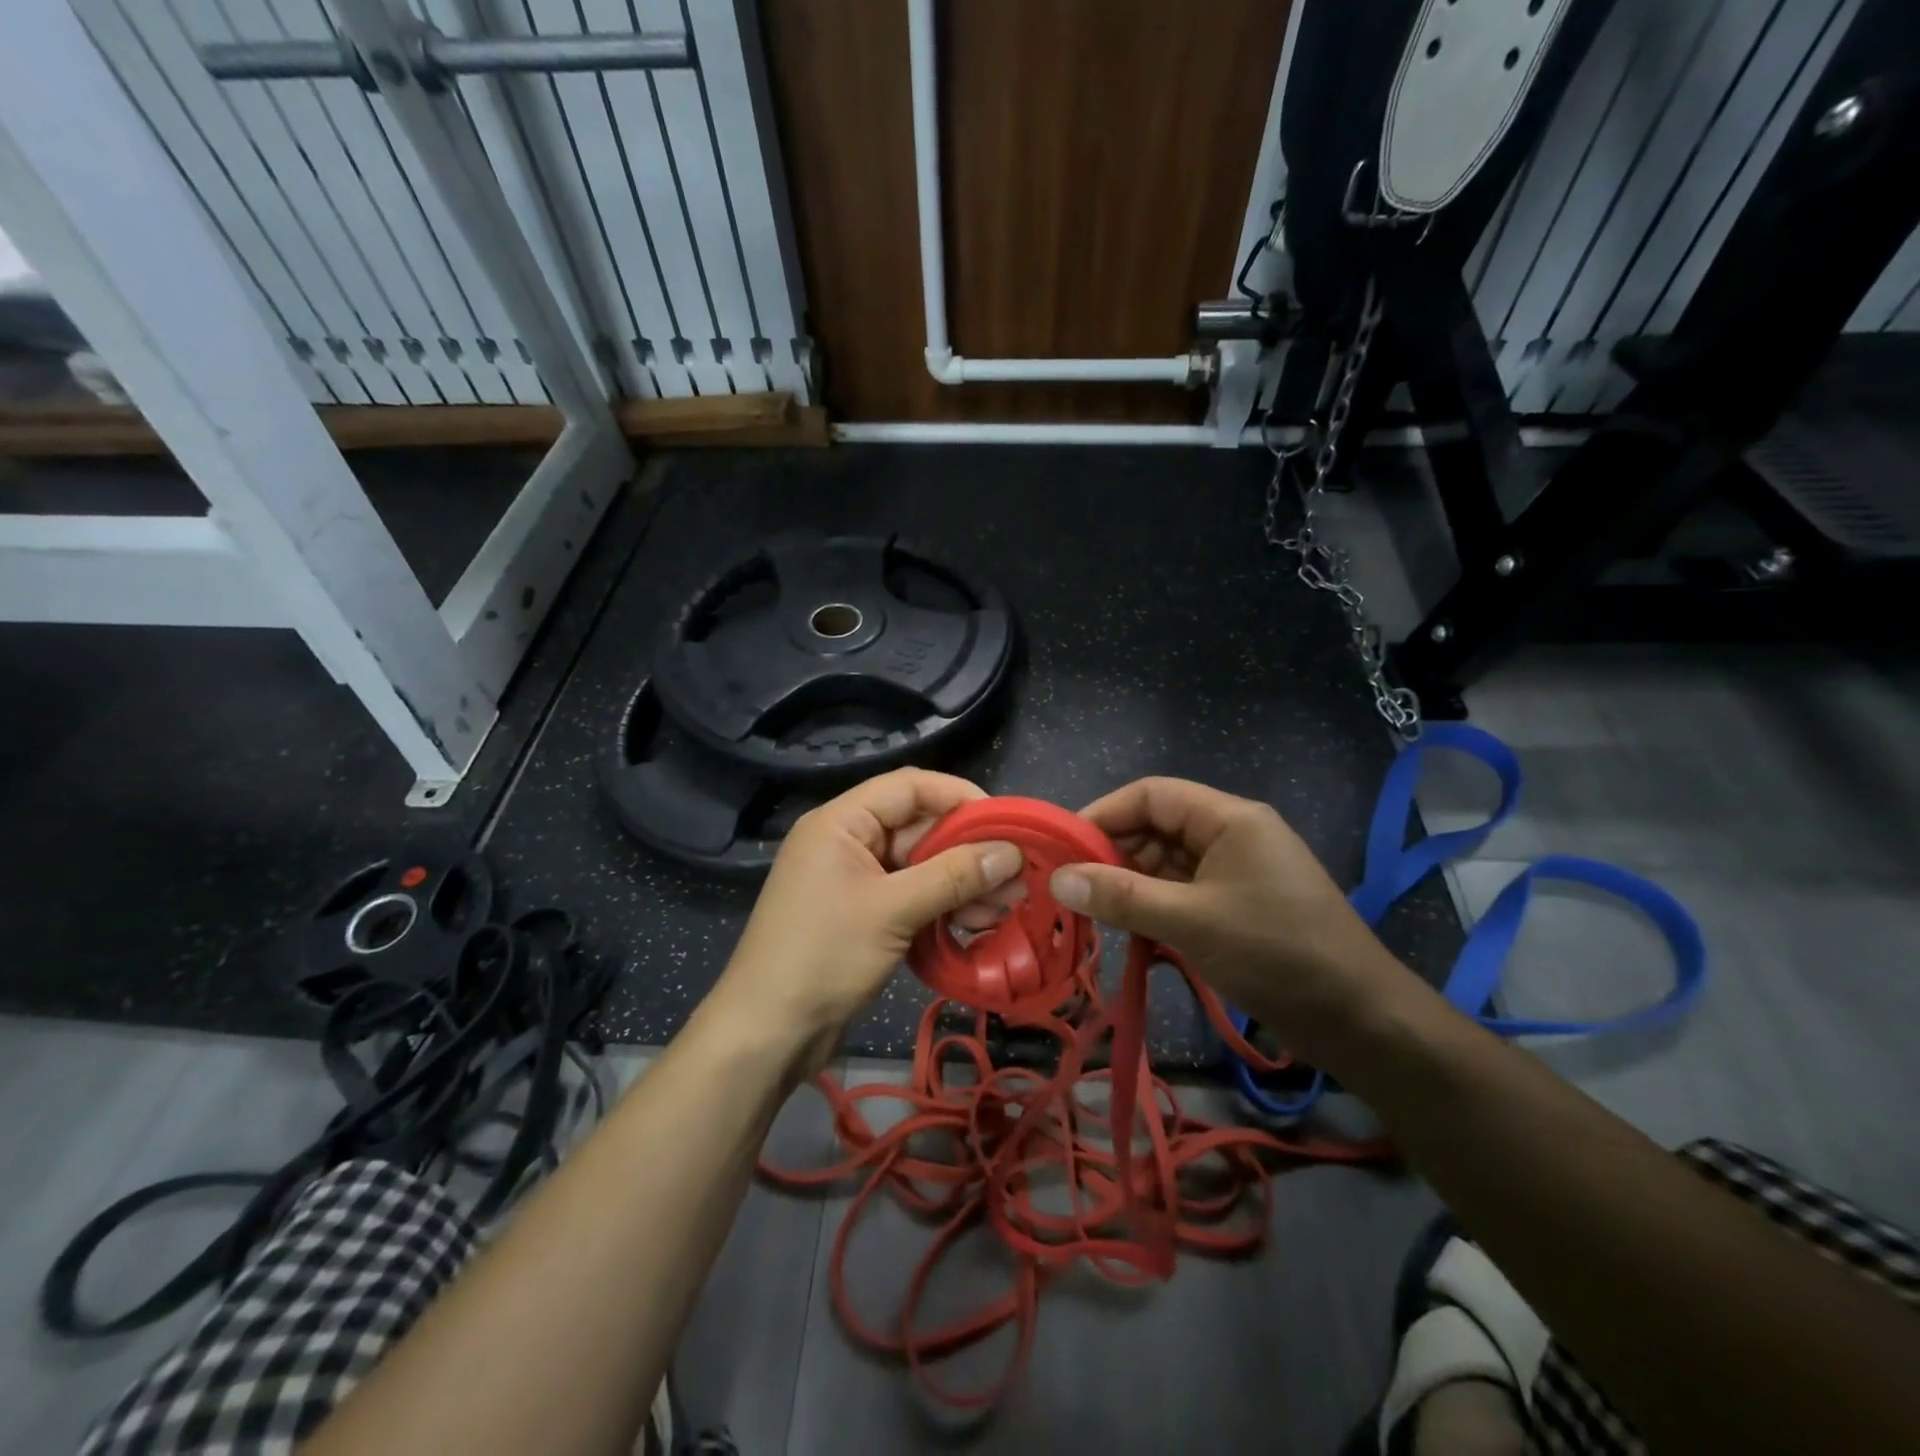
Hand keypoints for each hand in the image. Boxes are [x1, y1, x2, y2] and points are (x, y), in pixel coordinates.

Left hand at [711, 769, 1022, 1075]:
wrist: (768, 1034)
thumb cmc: (823, 957)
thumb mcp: (893, 911)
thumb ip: (953, 876)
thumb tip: (1012, 852)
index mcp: (842, 822)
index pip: (910, 788)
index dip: (960, 798)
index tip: (1006, 822)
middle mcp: (849, 842)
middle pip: (919, 828)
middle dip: (969, 850)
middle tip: (1018, 873)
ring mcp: (856, 880)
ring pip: (921, 866)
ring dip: (963, 882)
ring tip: (1009, 904)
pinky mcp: (864, 914)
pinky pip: (912, 896)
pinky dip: (944, 905)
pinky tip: (980, 922)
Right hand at [1048, 778, 1418, 1062]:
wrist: (1360, 1019)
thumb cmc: (1276, 954)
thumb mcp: (1191, 922)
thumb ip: (1122, 897)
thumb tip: (1058, 880)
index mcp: (1229, 819)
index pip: (1151, 795)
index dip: (1104, 813)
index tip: (1062, 846)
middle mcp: (1231, 835)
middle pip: (1157, 828)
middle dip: (1112, 852)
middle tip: (1068, 886)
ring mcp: (1235, 873)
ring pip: (1167, 864)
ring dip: (1130, 883)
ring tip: (1089, 910)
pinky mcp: (1236, 907)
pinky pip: (1182, 893)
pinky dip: (1152, 906)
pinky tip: (1125, 928)